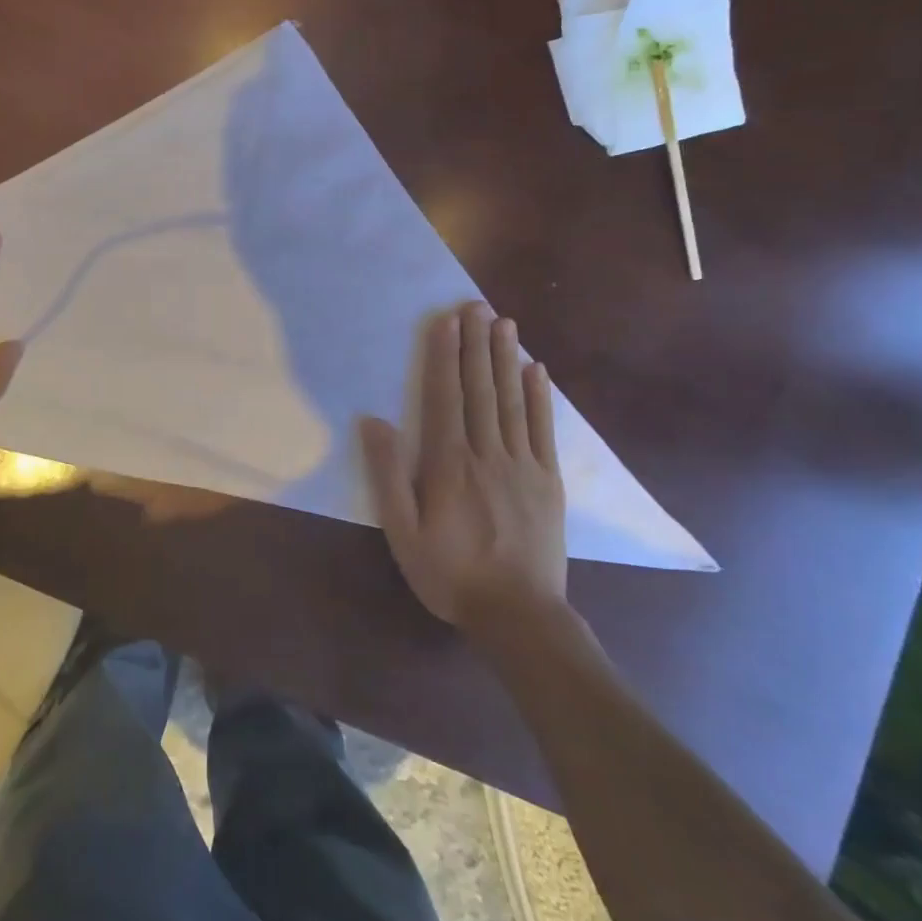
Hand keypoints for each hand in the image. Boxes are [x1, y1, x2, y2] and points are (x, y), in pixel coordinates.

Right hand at [359, 301, 566, 629]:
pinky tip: (537, 371)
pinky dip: (540, 397)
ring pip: (511, 400)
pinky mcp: (548, 481)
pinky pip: (543, 429)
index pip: (444, 396)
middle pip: (479, 388)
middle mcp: (486, 453)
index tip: (445, 321)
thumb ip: (387, 475)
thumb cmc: (449, 573)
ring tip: (504, 323)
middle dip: (476, 344)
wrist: (518, 615)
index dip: (443, 356)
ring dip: (505, 359)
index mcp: (448, 463)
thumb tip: (373, 421)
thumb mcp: (402, 531)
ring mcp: (522, 465)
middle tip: (476, 305)